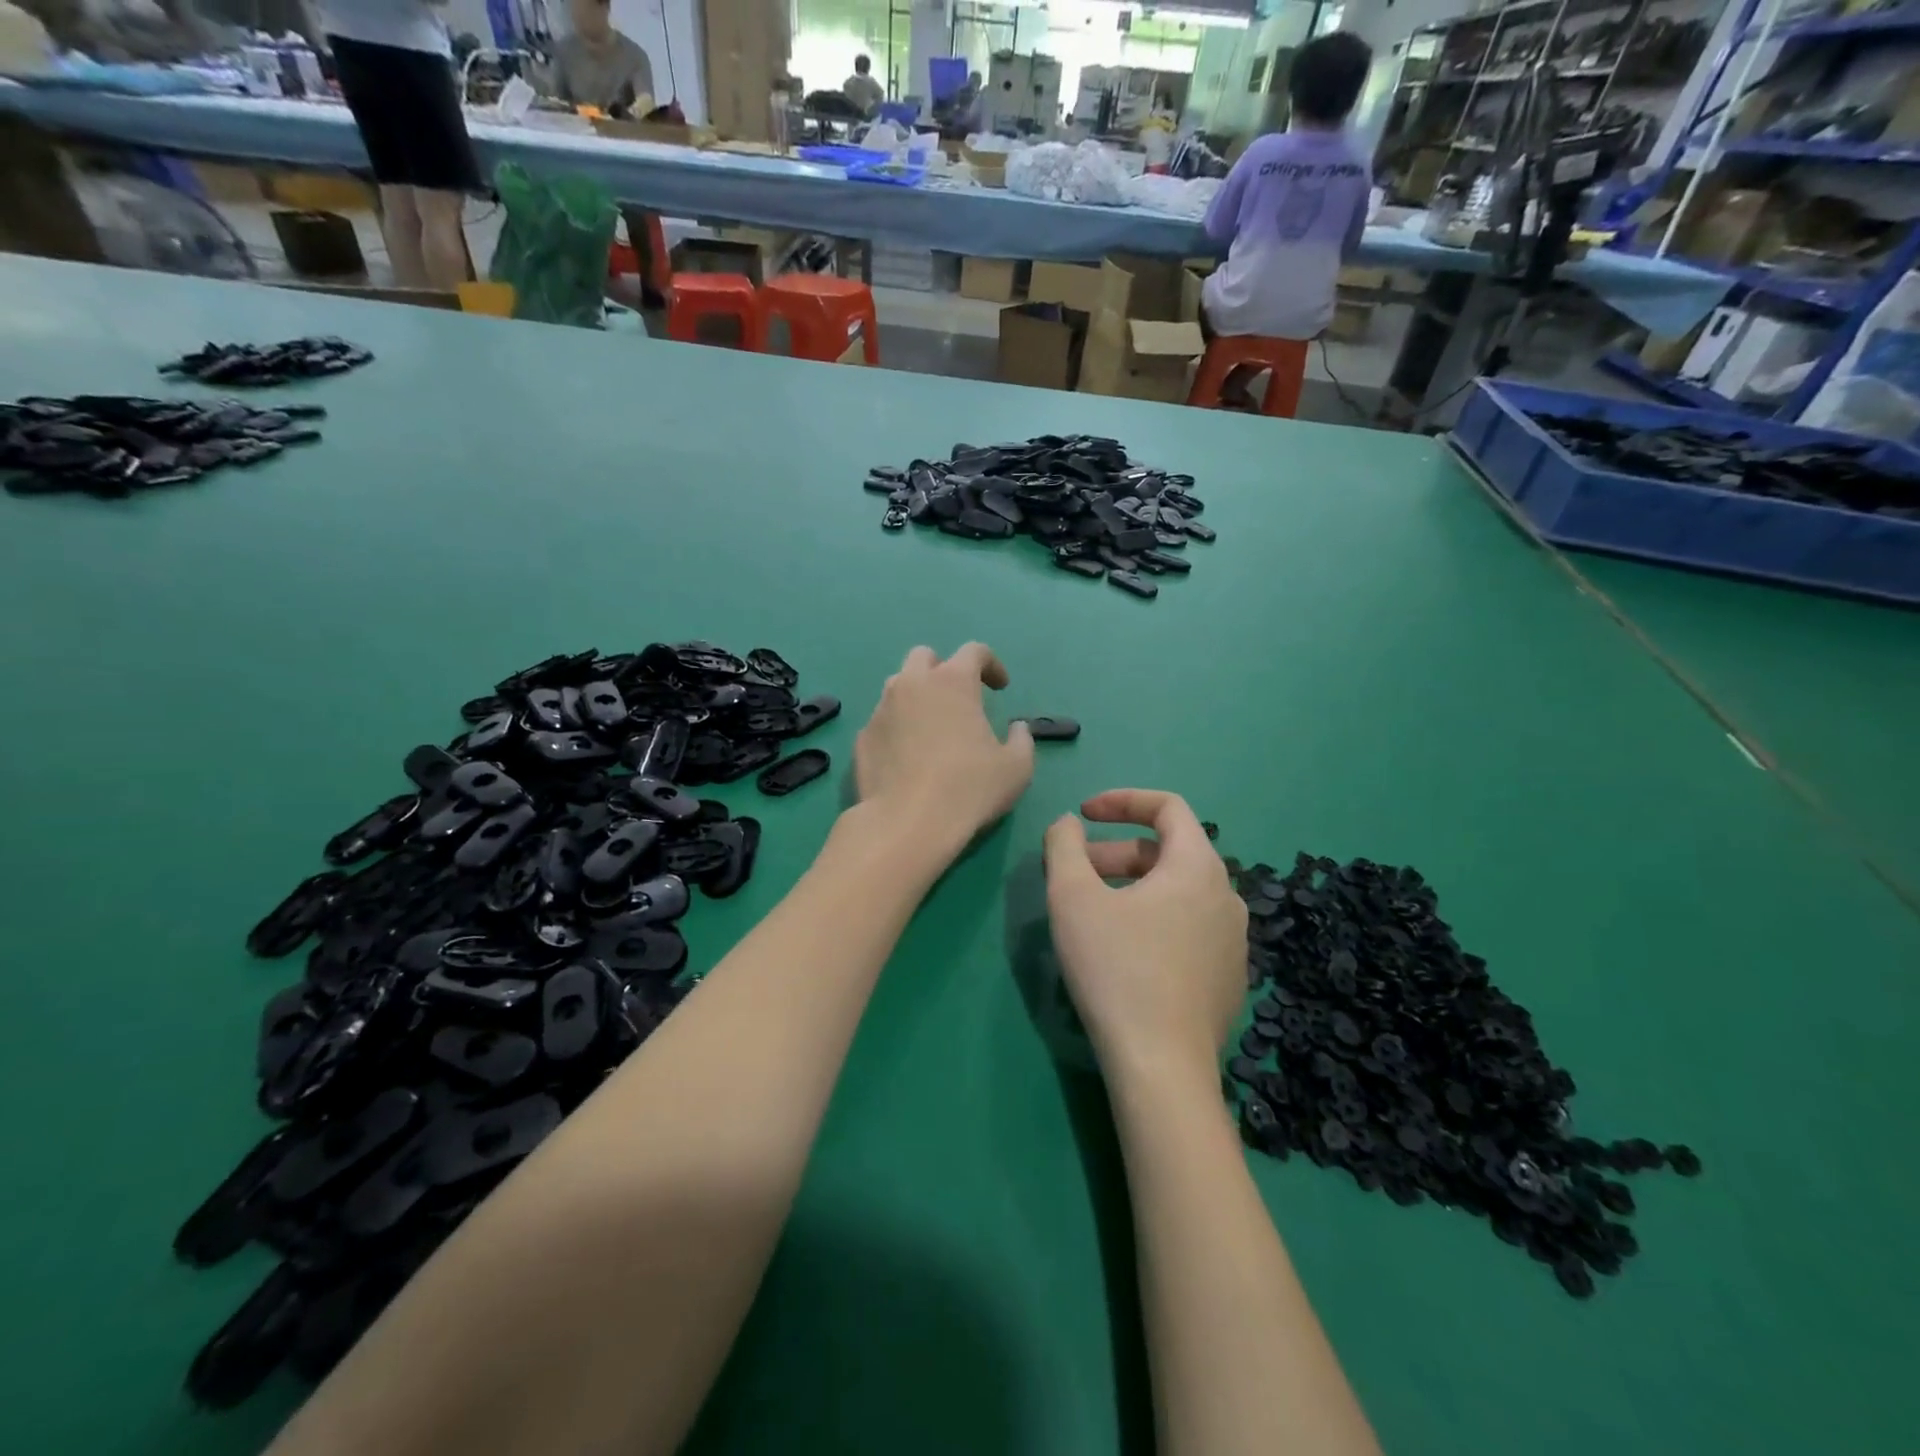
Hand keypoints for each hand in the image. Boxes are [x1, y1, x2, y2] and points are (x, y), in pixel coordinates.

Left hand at [853, 643, 1033, 851]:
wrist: (907, 823)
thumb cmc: (970, 789)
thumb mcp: (1017, 768)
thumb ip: (1022, 740)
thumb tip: (1017, 728)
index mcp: (952, 681)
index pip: (974, 651)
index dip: (991, 664)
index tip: (1000, 687)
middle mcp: (912, 684)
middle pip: (925, 657)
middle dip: (943, 670)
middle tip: (958, 699)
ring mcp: (882, 709)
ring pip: (897, 686)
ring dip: (916, 696)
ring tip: (930, 726)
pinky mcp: (863, 737)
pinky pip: (883, 720)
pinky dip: (897, 727)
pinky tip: (907, 756)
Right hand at [1044, 790, 1247, 1079]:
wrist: (1161, 1066)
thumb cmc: (1115, 968)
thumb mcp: (1073, 897)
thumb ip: (1065, 846)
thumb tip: (1068, 824)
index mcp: (1198, 867)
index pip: (1168, 807)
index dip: (1122, 801)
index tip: (1084, 815)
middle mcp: (1227, 896)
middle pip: (1168, 853)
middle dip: (1116, 853)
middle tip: (1075, 873)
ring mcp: (1234, 941)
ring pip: (1178, 893)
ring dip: (1132, 888)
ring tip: (1093, 912)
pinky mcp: (1229, 978)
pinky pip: (1189, 929)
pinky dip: (1154, 920)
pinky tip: (1124, 954)